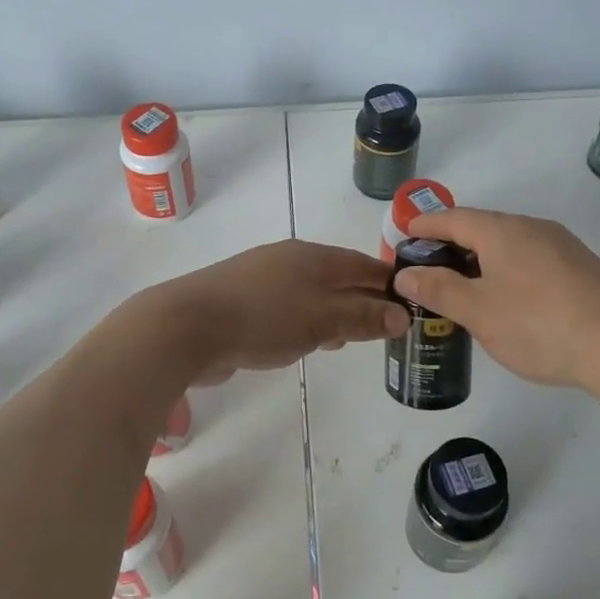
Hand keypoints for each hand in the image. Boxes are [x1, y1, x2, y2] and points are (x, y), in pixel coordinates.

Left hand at [156, 240, 408, 381]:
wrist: (188, 326)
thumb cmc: (264, 318)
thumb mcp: (322, 319)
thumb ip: (362, 317)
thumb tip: (401, 314)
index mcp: (313, 256)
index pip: (362, 264)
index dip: (387, 281)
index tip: (411, 301)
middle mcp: (289, 260)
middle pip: (337, 277)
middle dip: (362, 299)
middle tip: (385, 326)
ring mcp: (262, 279)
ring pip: (311, 293)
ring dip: (333, 313)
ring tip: (350, 338)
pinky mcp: (241, 301)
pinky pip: (287, 308)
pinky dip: (305, 322)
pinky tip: (306, 342)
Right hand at [394, 207, 599, 391]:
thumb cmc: (538, 324)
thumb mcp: (478, 311)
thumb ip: (439, 289)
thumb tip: (406, 273)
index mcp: (502, 231)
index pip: (453, 217)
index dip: (426, 225)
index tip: (406, 233)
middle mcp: (533, 228)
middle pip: (483, 228)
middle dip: (453, 243)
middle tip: (430, 266)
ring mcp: (563, 247)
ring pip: (511, 245)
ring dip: (483, 259)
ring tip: (467, 285)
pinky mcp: (584, 269)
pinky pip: (534, 260)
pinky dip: (510, 271)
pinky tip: (512, 299)